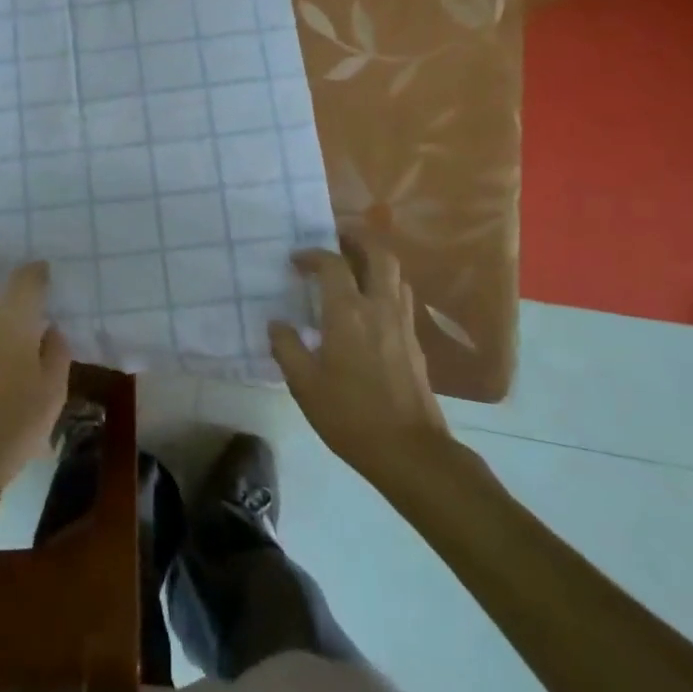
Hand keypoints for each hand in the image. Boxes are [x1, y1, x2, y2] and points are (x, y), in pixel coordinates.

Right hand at [271, 231, 448, 477]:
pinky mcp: (415, 342)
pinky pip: (401, 297)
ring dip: (374, 261)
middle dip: (358, 240)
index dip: (312, 255)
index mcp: (348, 313)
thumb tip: (277, 323)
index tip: (296, 260)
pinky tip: (369, 305)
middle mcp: (379, 307)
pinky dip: (384, 286)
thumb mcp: (304, 384)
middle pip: (379, 255)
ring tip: (353, 267)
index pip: (332, 264)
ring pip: (395, 275)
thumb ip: (287, 348)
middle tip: (336, 239)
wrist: (410, 451)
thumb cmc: (350, 416)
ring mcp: (403, 323)